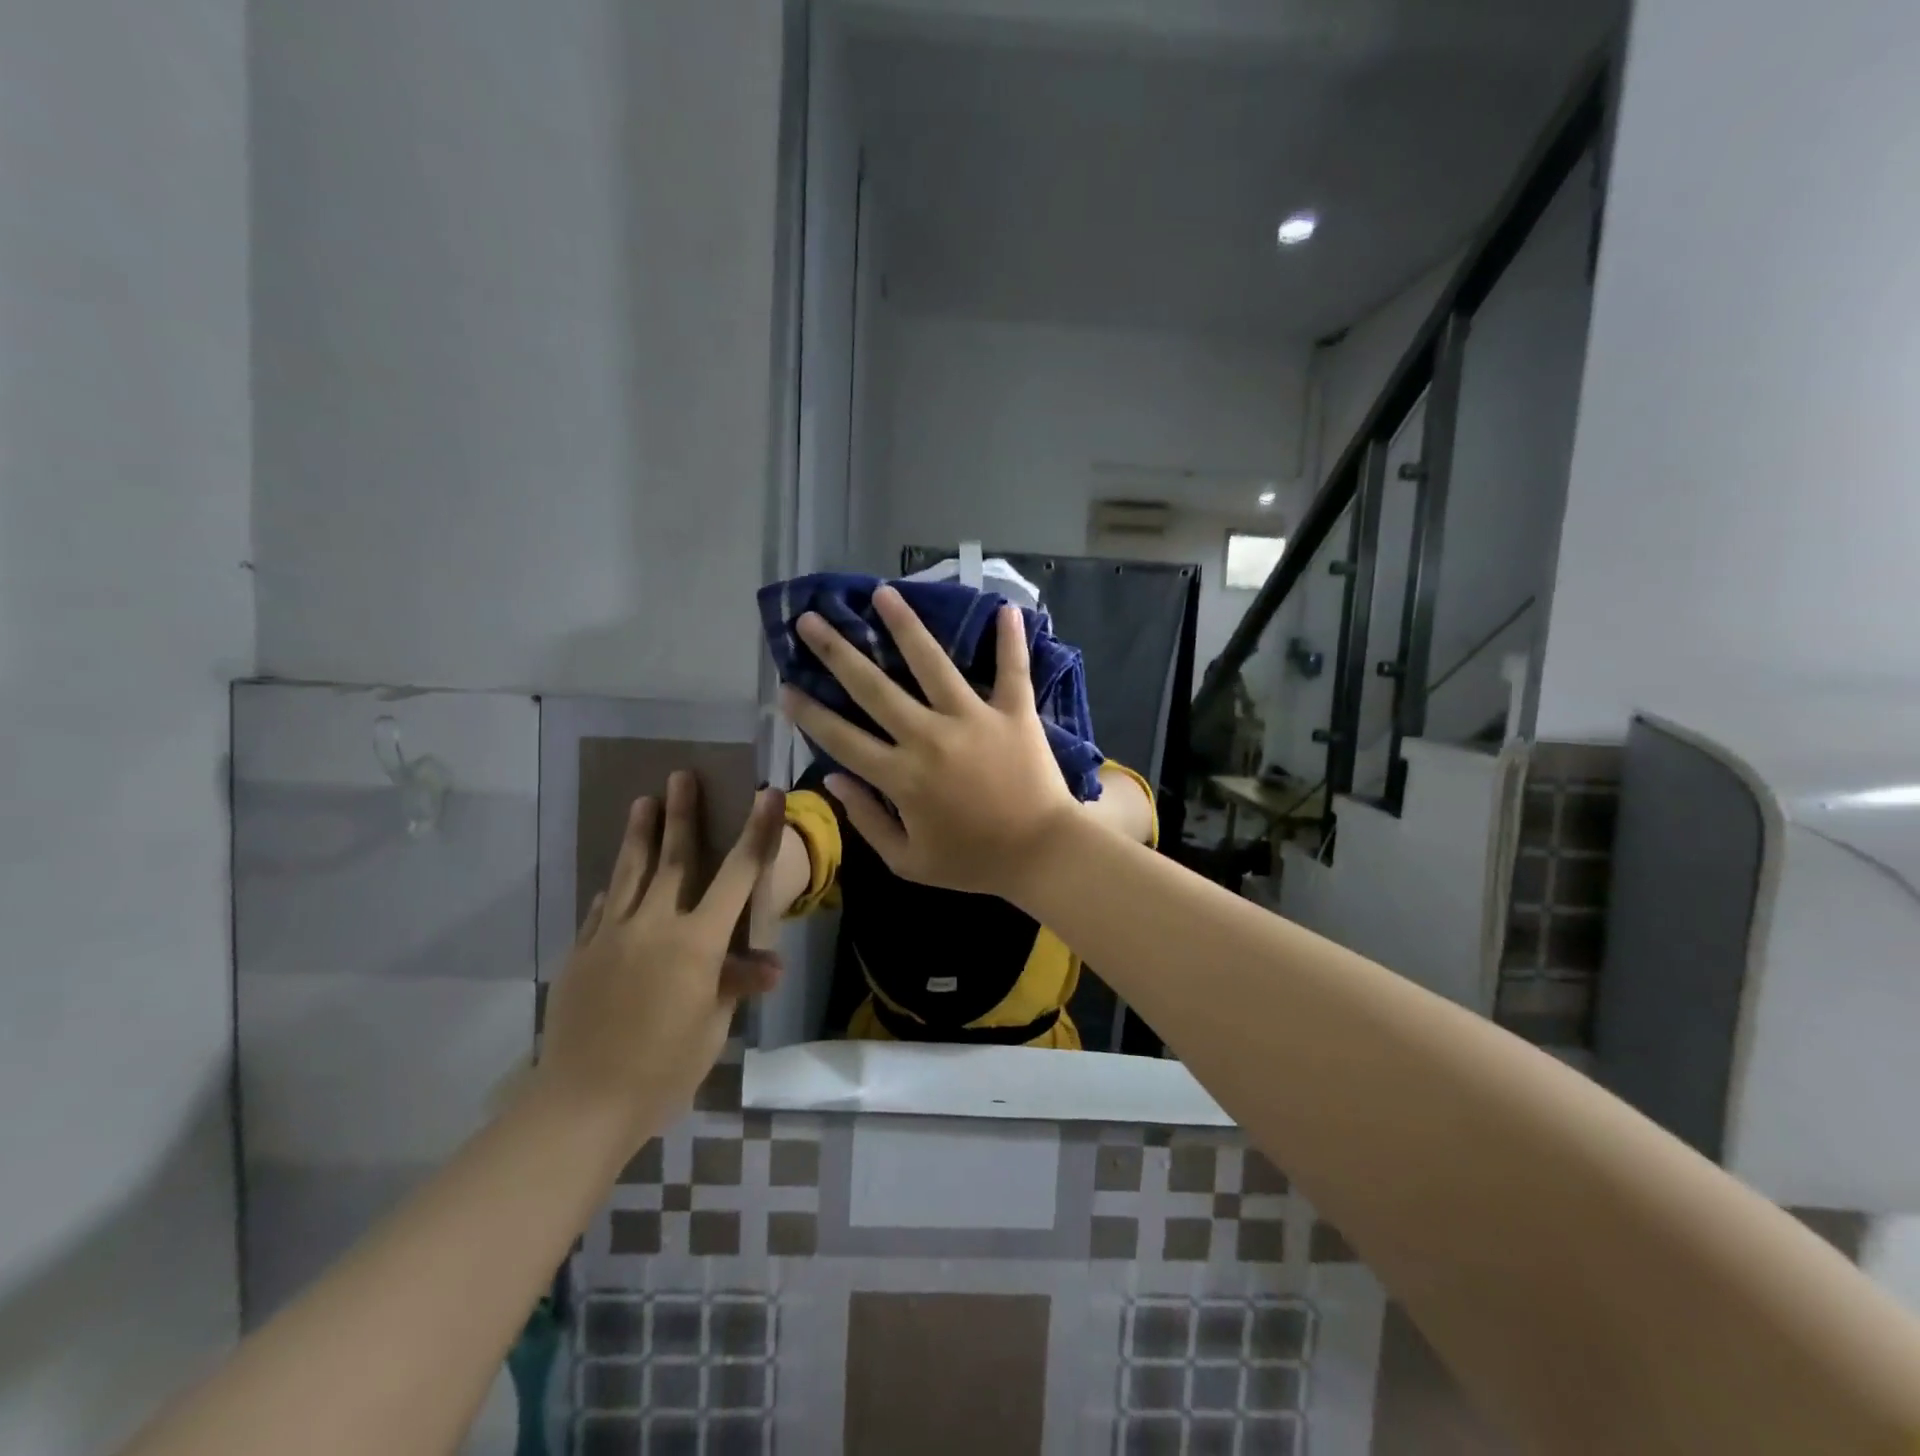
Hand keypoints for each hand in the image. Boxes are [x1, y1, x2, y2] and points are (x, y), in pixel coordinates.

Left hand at [534, 772, 784, 1139]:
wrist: (581, 1102)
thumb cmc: (663, 1068)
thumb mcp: (712, 1028)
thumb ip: (735, 985)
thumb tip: (770, 966)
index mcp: (698, 942)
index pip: (738, 875)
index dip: (757, 832)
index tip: (766, 793)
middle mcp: (655, 924)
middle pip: (673, 858)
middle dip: (682, 814)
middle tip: (681, 774)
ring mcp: (611, 934)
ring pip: (628, 872)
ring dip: (639, 834)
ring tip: (642, 801)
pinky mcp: (581, 952)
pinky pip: (601, 910)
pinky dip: (612, 890)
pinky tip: (610, 881)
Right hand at [780, 584, 1077, 897]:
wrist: (1043, 854)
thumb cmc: (974, 862)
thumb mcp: (909, 862)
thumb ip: (867, 821)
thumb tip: (834, 779)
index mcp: (902, 777)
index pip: (842, 738)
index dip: (809, 713)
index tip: (785, 687)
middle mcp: (930, 737)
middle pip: (874, 688)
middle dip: (837, 652)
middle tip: (810, 620)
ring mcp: (974, 718)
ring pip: (933, 663)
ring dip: (905, 625)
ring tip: (883, 593)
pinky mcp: (1015, 712)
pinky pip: (1012, 669)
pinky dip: (1010, 639)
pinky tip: (1004, 606)